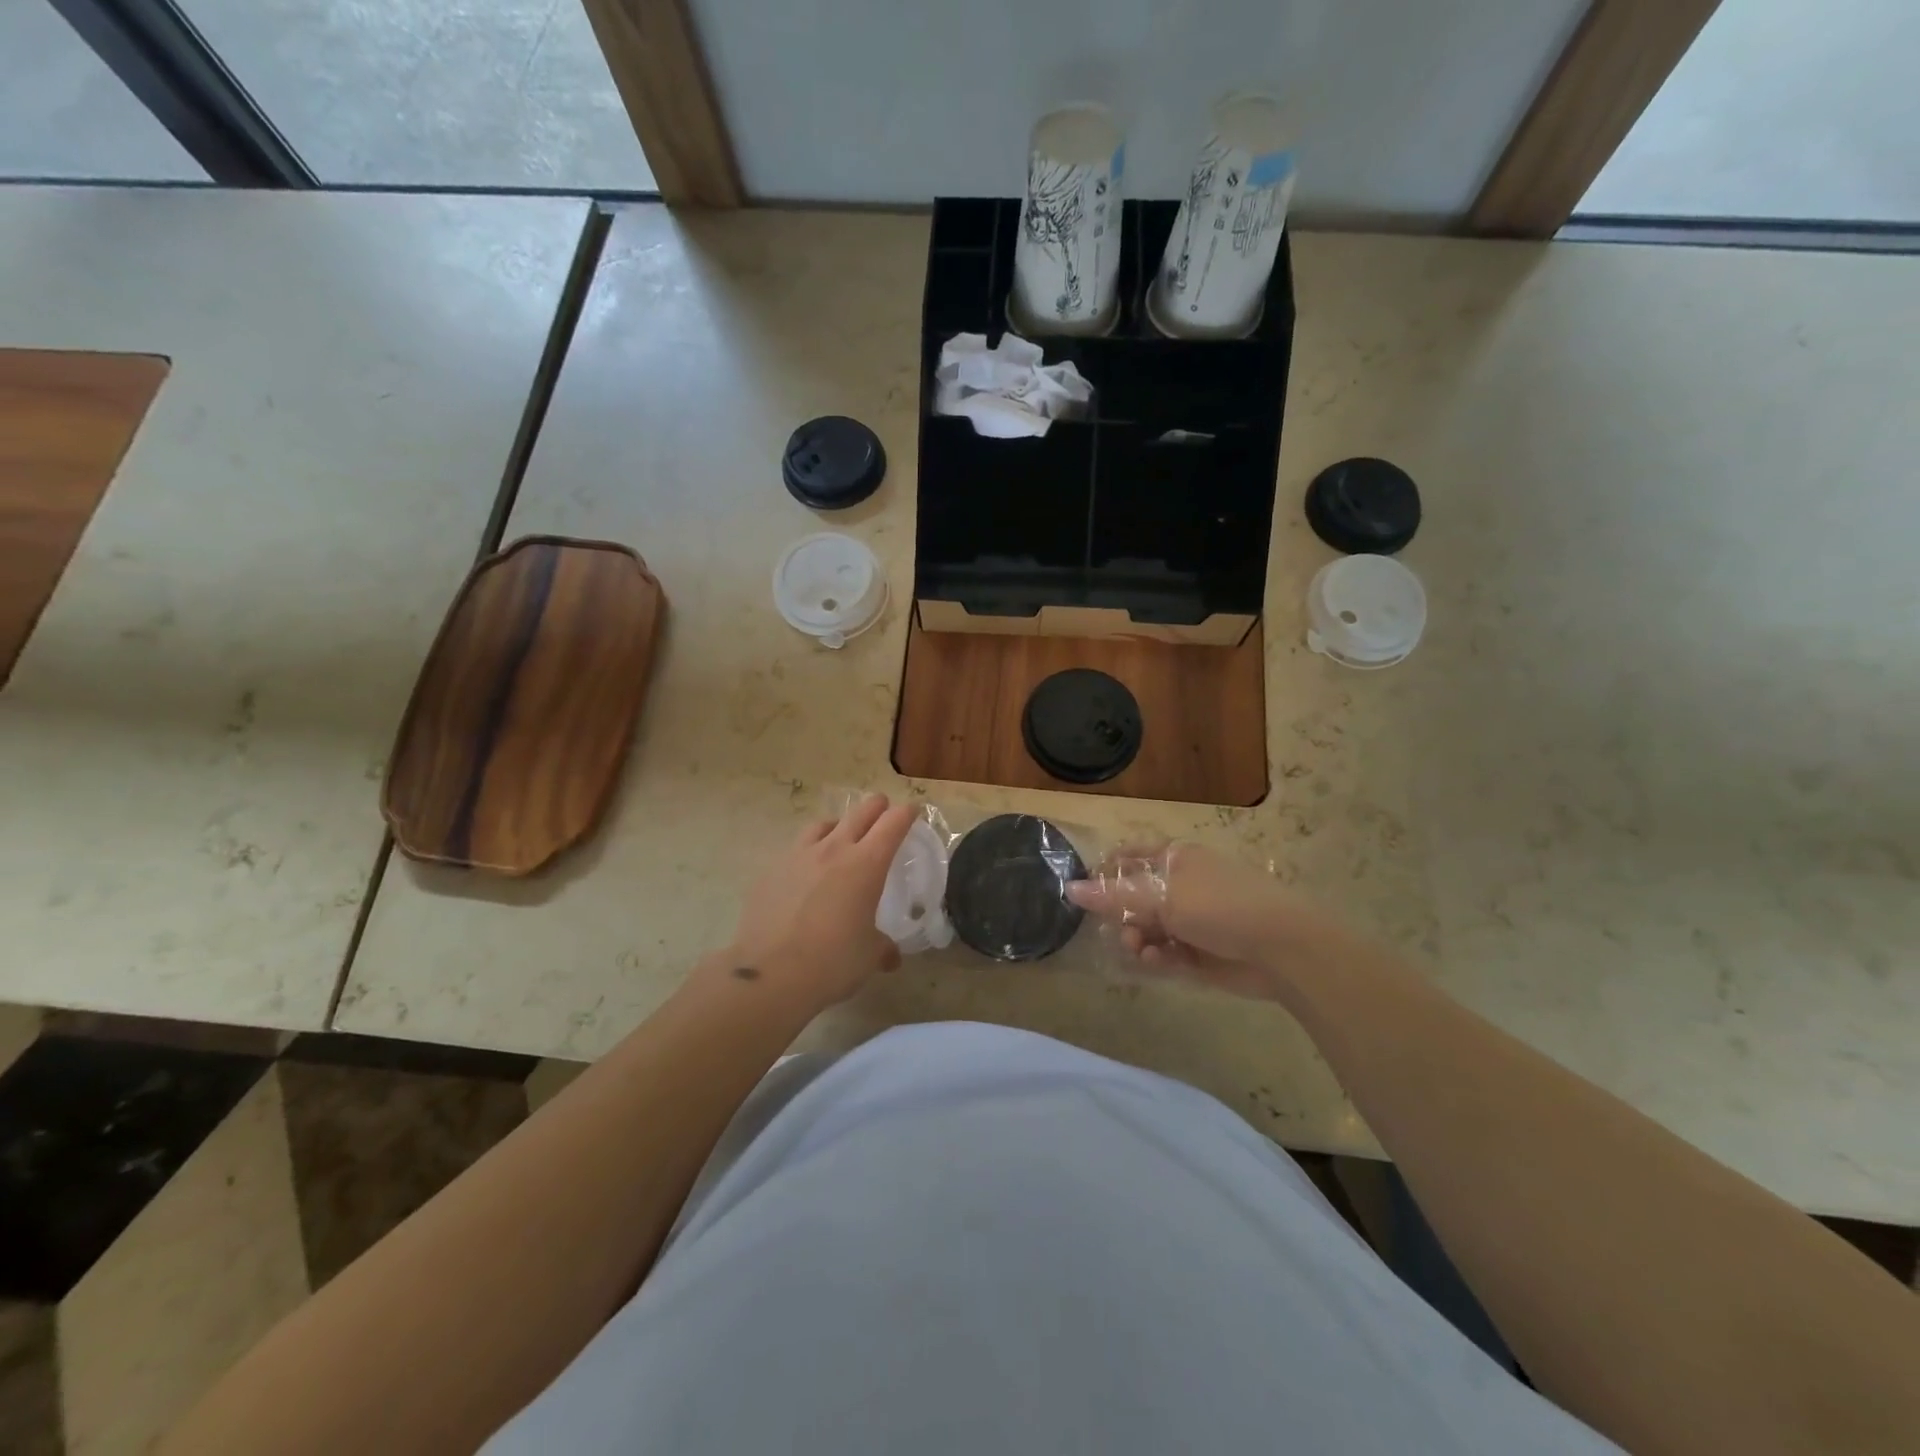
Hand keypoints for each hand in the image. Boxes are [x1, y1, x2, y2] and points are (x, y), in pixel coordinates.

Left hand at [719, 793, 917, 1012]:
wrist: (769, 974)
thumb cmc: (832, 961)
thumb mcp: (869, 956)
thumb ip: (883, 947)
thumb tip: (890, 956)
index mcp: (866, 864)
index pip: (893, 824)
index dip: (906, 813)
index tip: (912, 811)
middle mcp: (834, 850)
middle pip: (860, 812)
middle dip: (876, 807)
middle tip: (883, 811)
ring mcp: (798, 856)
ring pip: (823, 824)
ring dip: (839, 825)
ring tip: (841, 838)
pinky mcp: (771, 871)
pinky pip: (796, 849)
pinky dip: (809, 852)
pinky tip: (806, 873)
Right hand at [1067, 842, 1332, 999]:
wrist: (1282, 949)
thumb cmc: (1220, 906)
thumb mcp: (1162, 896)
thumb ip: (1113, 896)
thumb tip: (1069, 888)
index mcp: (1176, 859)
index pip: (1129, 858)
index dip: (1106, 875)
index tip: (1087, 896)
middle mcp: (1182, 885)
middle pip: (1135, 898)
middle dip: (1123, 916)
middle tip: (1120, 933)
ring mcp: (1193, 919)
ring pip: (1148, 928)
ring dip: (1139, 940)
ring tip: (1141, 952)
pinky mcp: (1201, 951)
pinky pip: (1166, 952)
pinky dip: (1158, 957)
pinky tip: (1157, 962)